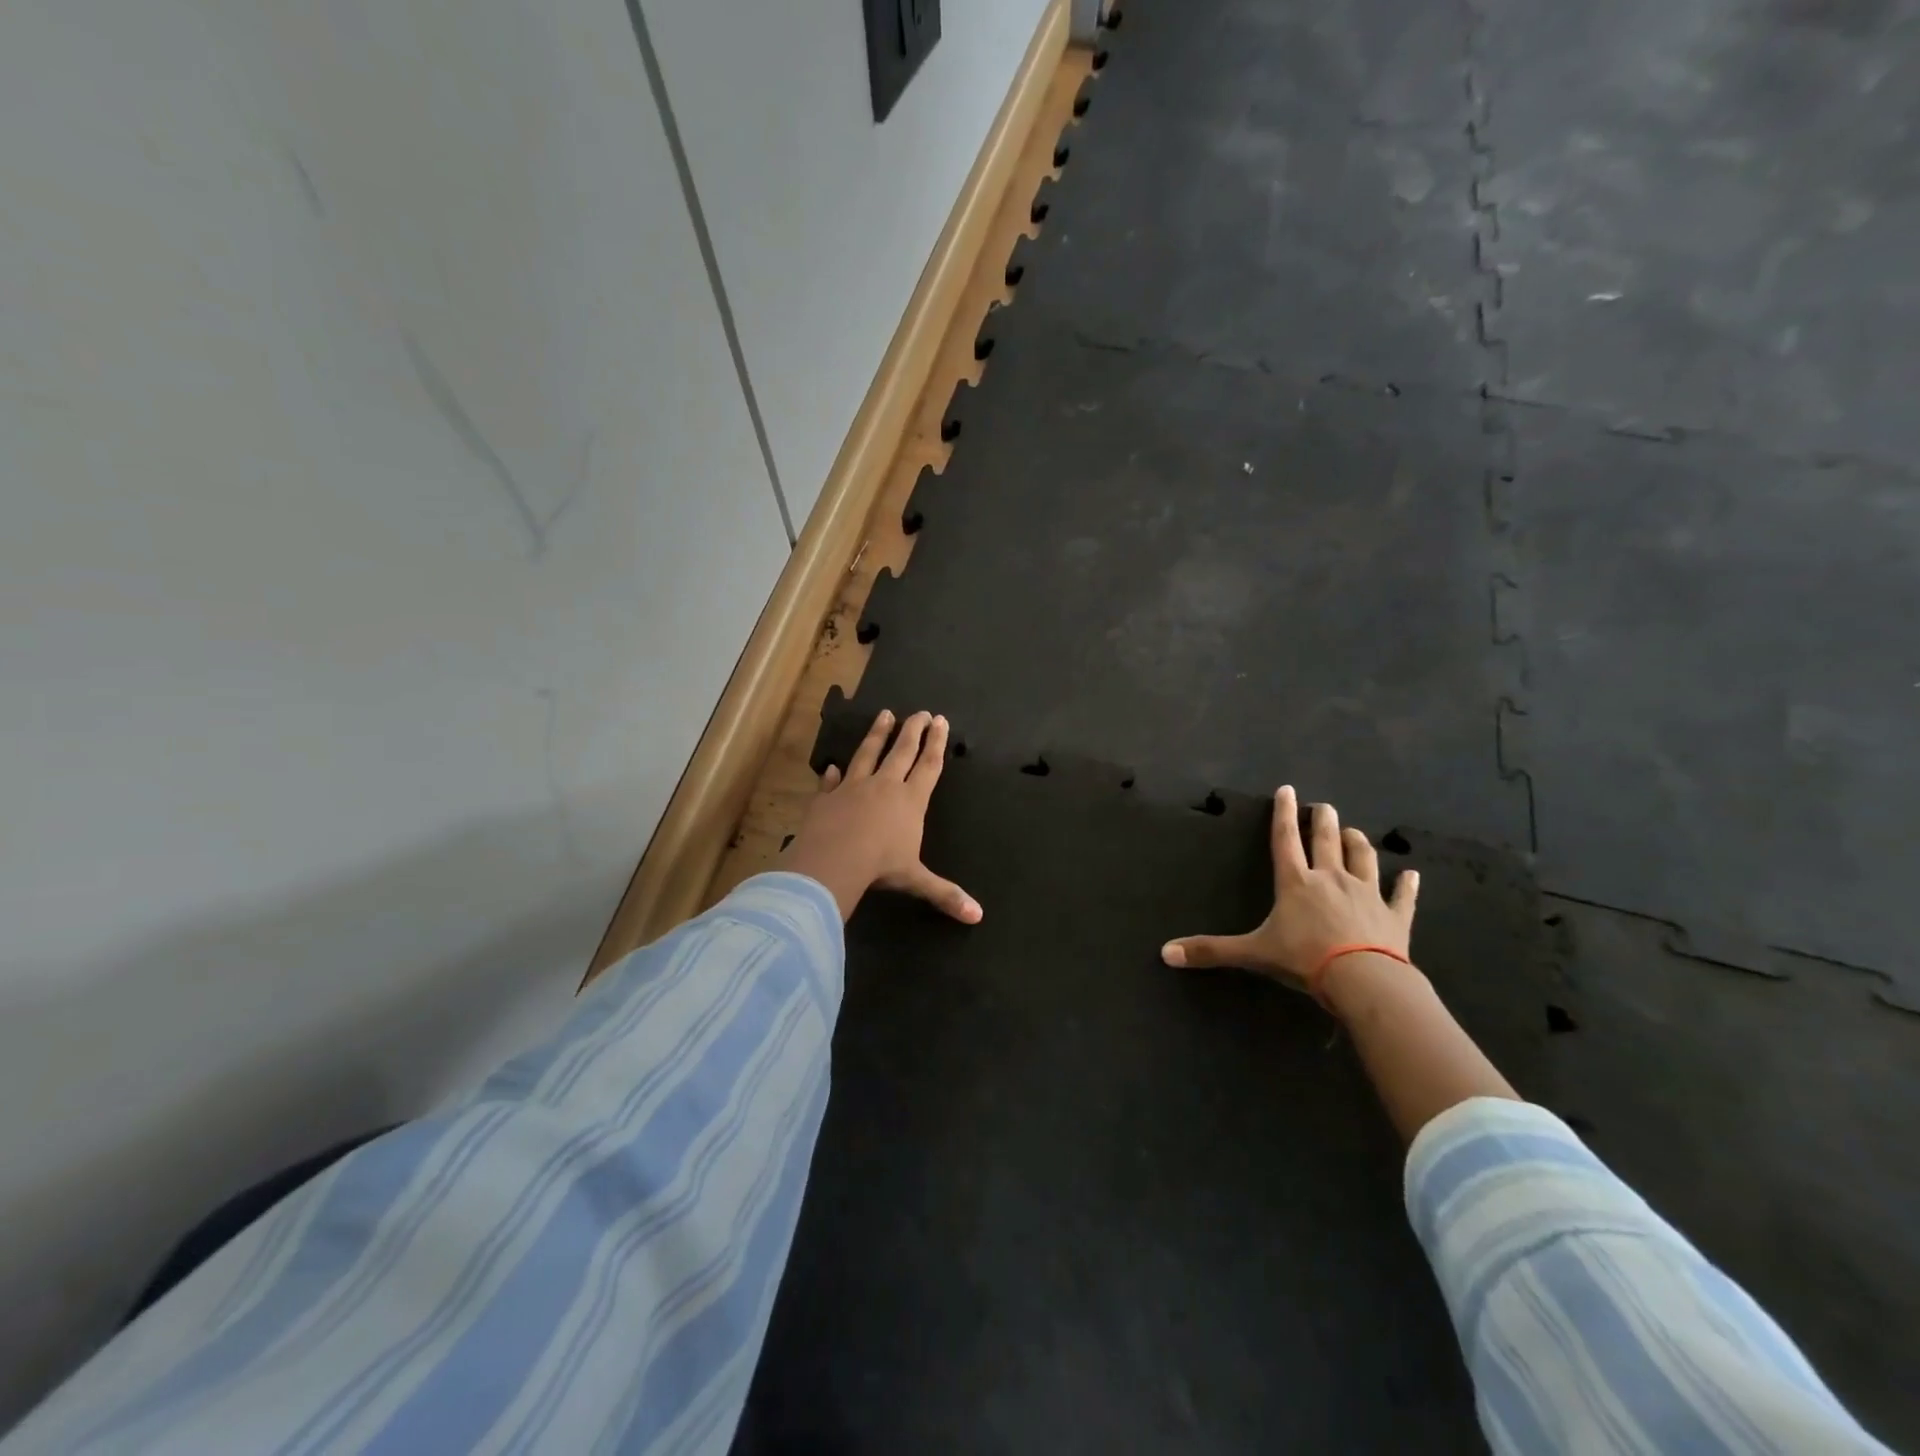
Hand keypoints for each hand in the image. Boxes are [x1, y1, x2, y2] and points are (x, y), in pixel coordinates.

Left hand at [781, 709, 982, 924]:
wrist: (834, 860)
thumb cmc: (881, 867)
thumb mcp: (916, 880)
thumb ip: (945, 893)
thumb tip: (977, 916)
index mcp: (910, 801)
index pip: (928, 765)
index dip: (936, 742)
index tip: (940, 720)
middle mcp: (884, 786)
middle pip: (902, 751)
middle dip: (913, 730)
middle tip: (920, 712)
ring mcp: (853, 787)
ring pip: (868, 753)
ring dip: (877, 734)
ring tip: (884, 715)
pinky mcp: (826, 797)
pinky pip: (830, 782)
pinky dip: (832, 775)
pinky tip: (832, 768)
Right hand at [1160, 786, 1417, 1002]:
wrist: (1363, 980)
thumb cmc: (1304, 959)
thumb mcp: (1253, 953)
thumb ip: (1211, 950)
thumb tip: (1165, 953)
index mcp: (1296, 883)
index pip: (1285, 840)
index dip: (1283, 813)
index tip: (1287, 790)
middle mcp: (1331, 879)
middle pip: (1326, 840)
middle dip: (1323, 819)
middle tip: (1323, 806)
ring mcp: (1367, 894)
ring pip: (1363, 858)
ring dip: (1357, 842)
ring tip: (1353, 831)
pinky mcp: (1395, 916)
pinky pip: (1402, 895)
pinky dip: (1407, 884)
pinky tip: (1411, 874)